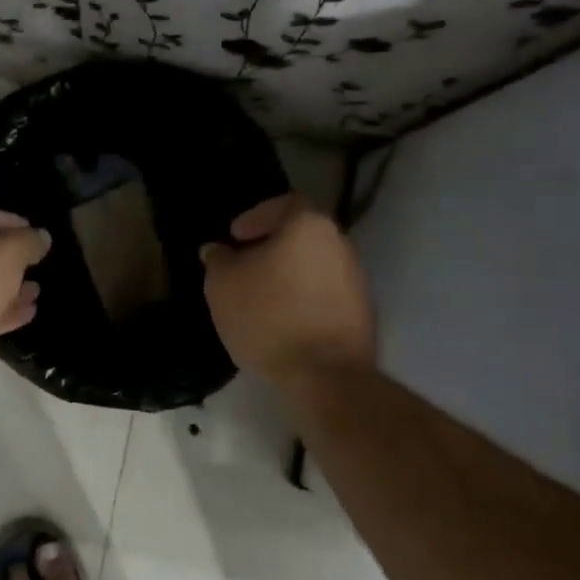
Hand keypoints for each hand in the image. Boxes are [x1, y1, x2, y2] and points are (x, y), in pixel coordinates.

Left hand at [0, 203, 50, 398]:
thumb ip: (29, 241)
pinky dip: (1, 310)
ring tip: (36, 290)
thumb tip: (41, 237)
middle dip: (9, 257)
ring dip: (8, 286)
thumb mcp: (8, 252)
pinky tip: (27, 313)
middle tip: (36, 263)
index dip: (11, 220)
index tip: (36, 234)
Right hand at [200, 195, 375, 388]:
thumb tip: (217, 250)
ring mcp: (357, 281)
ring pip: (314, 266)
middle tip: (243, 267)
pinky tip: (282, 321)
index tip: (235, 237)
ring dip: (287, 275)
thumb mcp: (223, 285)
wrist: (324, 376)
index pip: (284, 203)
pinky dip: (303, 299)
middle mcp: (341, 245)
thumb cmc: (268, 316)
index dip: (255, 217)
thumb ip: (218, 260)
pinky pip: (324, 294)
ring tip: (259, 298)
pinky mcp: (362, 314)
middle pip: (301, 235)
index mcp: (310, 226)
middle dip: (270, 248)